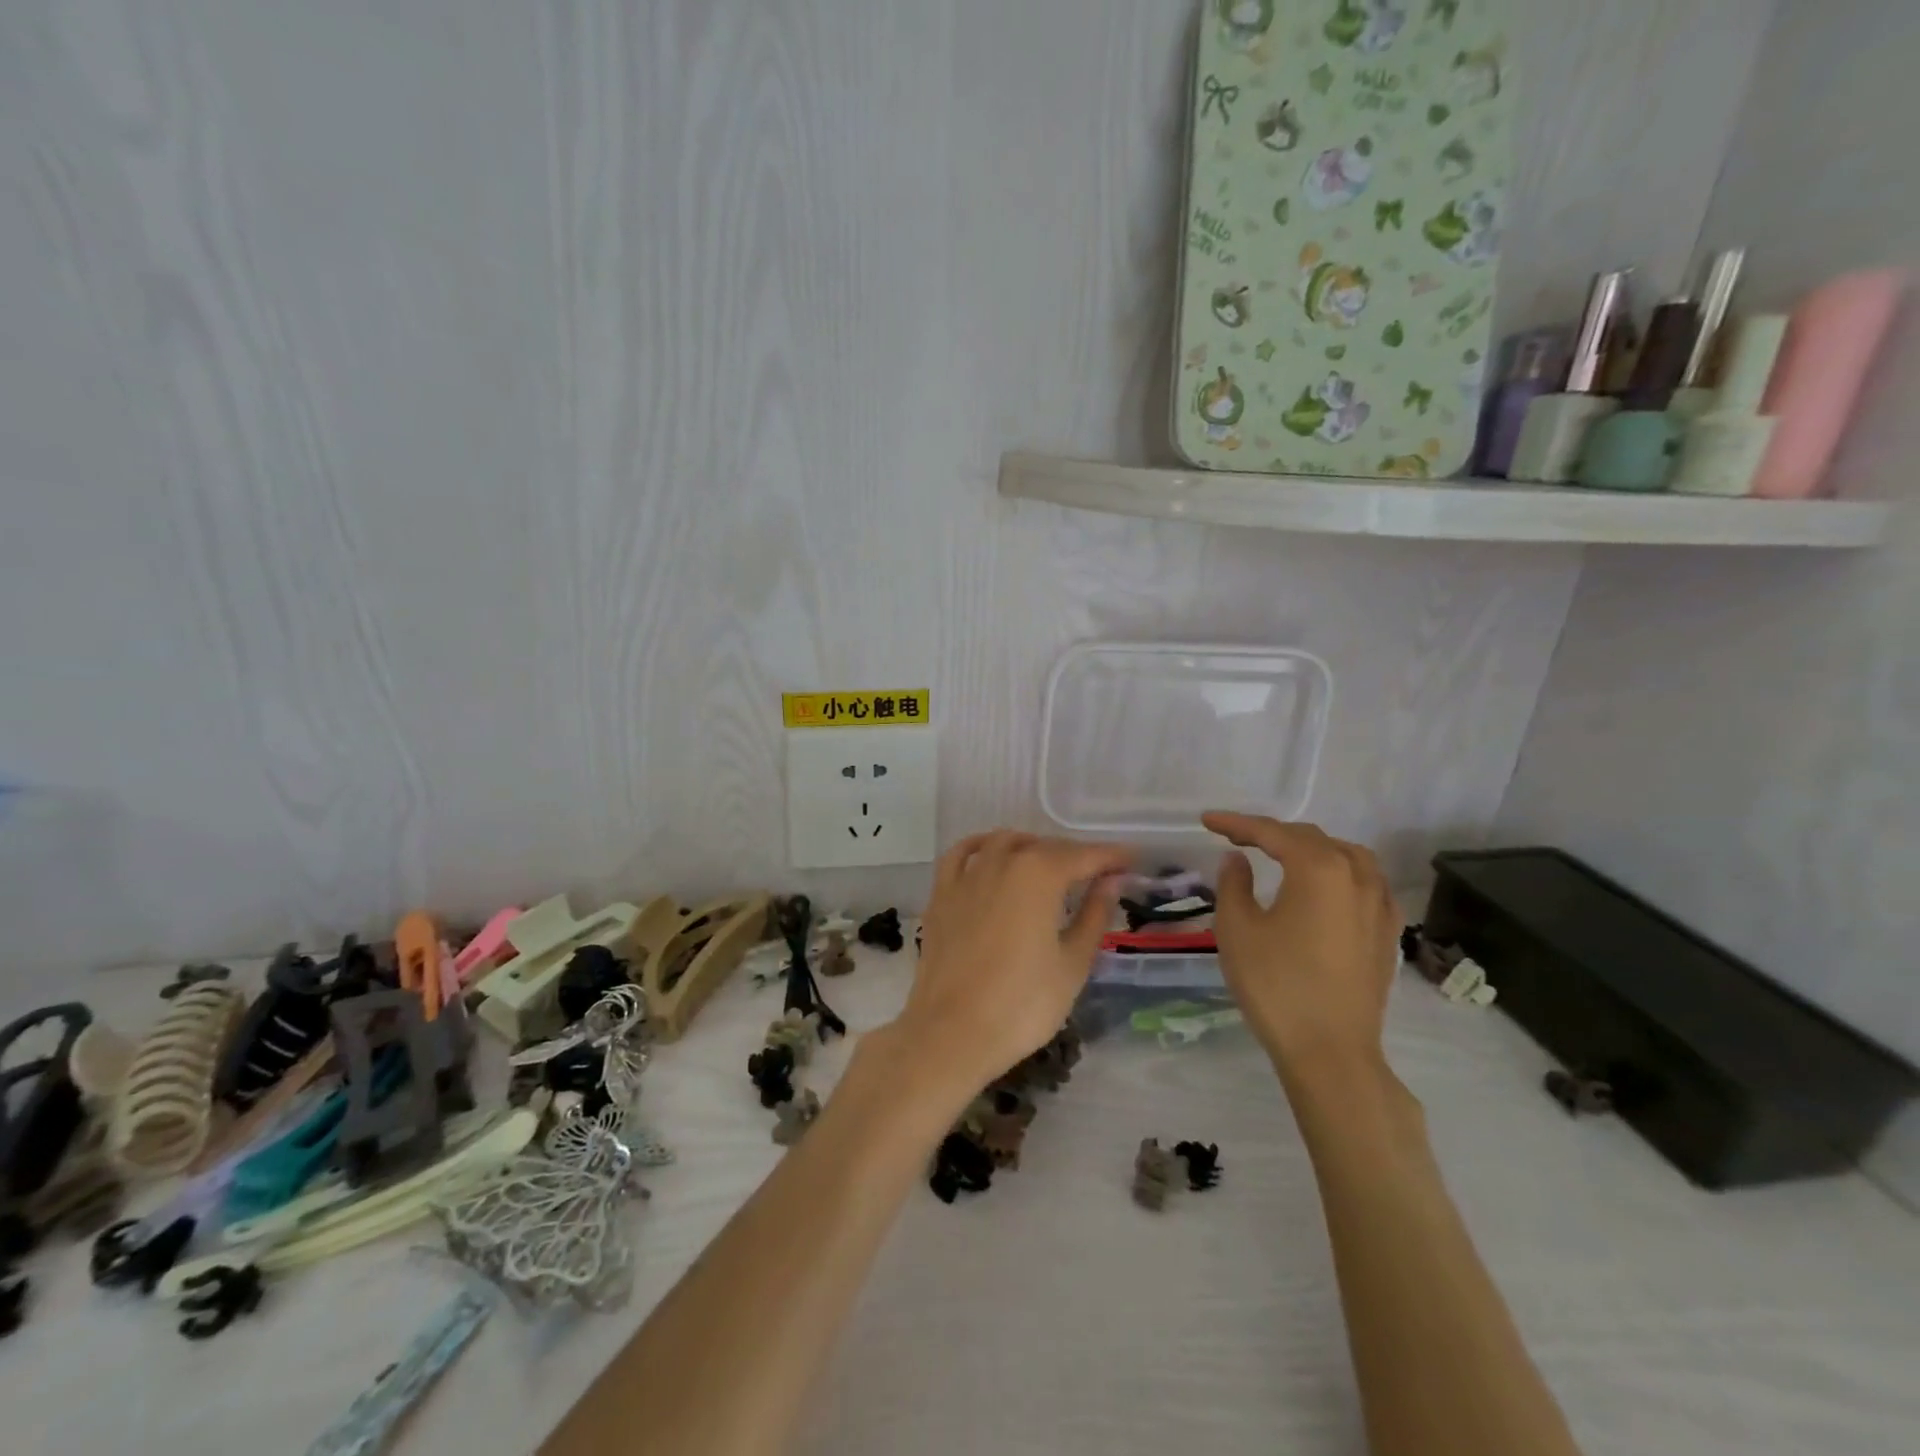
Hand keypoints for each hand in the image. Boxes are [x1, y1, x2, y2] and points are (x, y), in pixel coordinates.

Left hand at [893, 831, 1130, 1092]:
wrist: (952, 1032)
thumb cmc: (1023, 1003)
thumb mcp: (1073, 963)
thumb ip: (1094, 914)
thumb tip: (1111, 881)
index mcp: (1040, 874)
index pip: (1085, 856)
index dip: (1112, 857)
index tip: (1132, 861)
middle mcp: (1002, 861)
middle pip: (1046, 847)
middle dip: (1075, 856)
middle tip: (1098, 874)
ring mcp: (967, 875)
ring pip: (1005, 843)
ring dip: (1032, 848)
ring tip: (1050, 867)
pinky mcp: (941, 893)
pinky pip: (961, 854)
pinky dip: (981, 846)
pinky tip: (990, 854)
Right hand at [1203, 813, 1400, 1085]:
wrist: (1330, 1052)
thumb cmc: (1276, 985)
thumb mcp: (1237, 929)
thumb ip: (1234, 883)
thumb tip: (1238, 859)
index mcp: (1318, 868)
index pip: (1272, 833)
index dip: (1236, 823)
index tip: (1206, 821)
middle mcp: (1356, 876)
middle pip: (1310, 838)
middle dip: (1271, 833)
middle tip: (1235, 837)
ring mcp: (1379, 904)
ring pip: (1345, 855)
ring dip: (1309, 847)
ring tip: (1281, 854)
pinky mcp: (1387, 932)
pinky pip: (1366, 881)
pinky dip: (1340, 870)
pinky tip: (1327, 886)